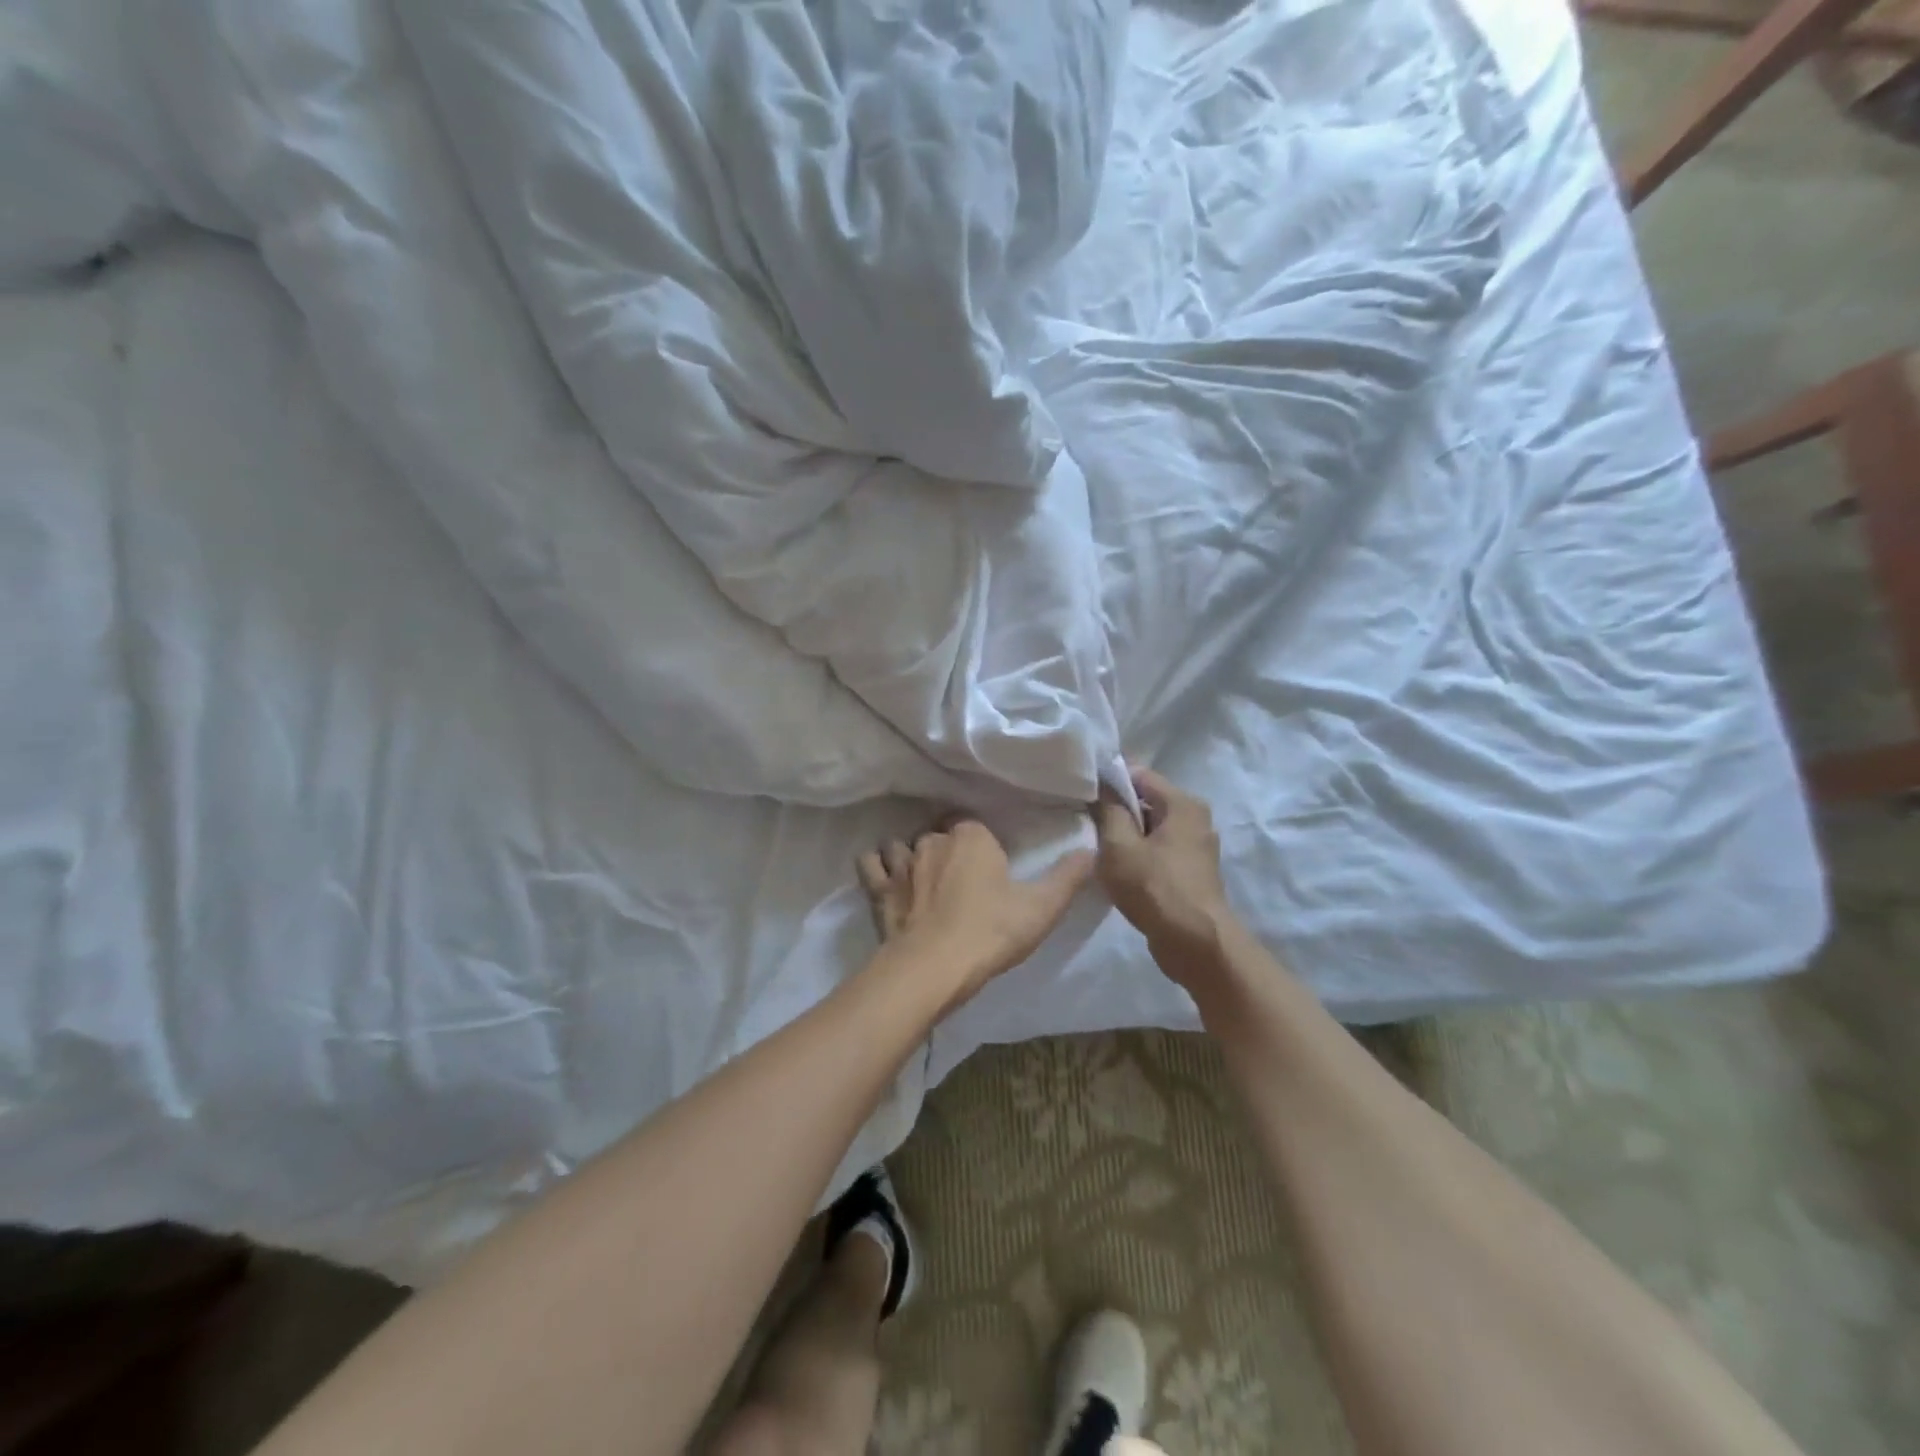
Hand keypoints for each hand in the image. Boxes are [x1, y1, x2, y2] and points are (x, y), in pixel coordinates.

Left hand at [858, 819, 1093, 1012]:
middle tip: (960, 876)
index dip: (982, 844)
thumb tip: (1091, 848)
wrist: (934, 967)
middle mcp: (933, 840)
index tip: (989, 865)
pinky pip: (871, 865)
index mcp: (972, 836)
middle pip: (940, 834)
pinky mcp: (880, 889)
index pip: (975, 826)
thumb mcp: (1042, 907)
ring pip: (903, 845)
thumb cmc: (992, 931)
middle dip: (947, 848)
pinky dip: (877, 867)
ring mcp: (902, 862)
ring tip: (920, 876)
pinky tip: (884, 877)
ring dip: (910, 856)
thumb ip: (1069, 876)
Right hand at [1094, 766, 1233, 968]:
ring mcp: (1195, 848)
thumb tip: (1102, 787)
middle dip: (1116, 810)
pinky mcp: (1190, 874)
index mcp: (1183, 804)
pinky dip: (1138, 857)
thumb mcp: (1119, 846)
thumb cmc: (1155, 887)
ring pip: (1150, 830)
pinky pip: (1157, 852)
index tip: (1082, 791)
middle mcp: (1195, 820)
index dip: (1108, 779)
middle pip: (1146, 802)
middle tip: (1084, 822)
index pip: (1139, 774)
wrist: (1195, 945)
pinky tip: (1117, 871)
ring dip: (1125, 837)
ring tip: (1096, 848)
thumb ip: (1108, 811)